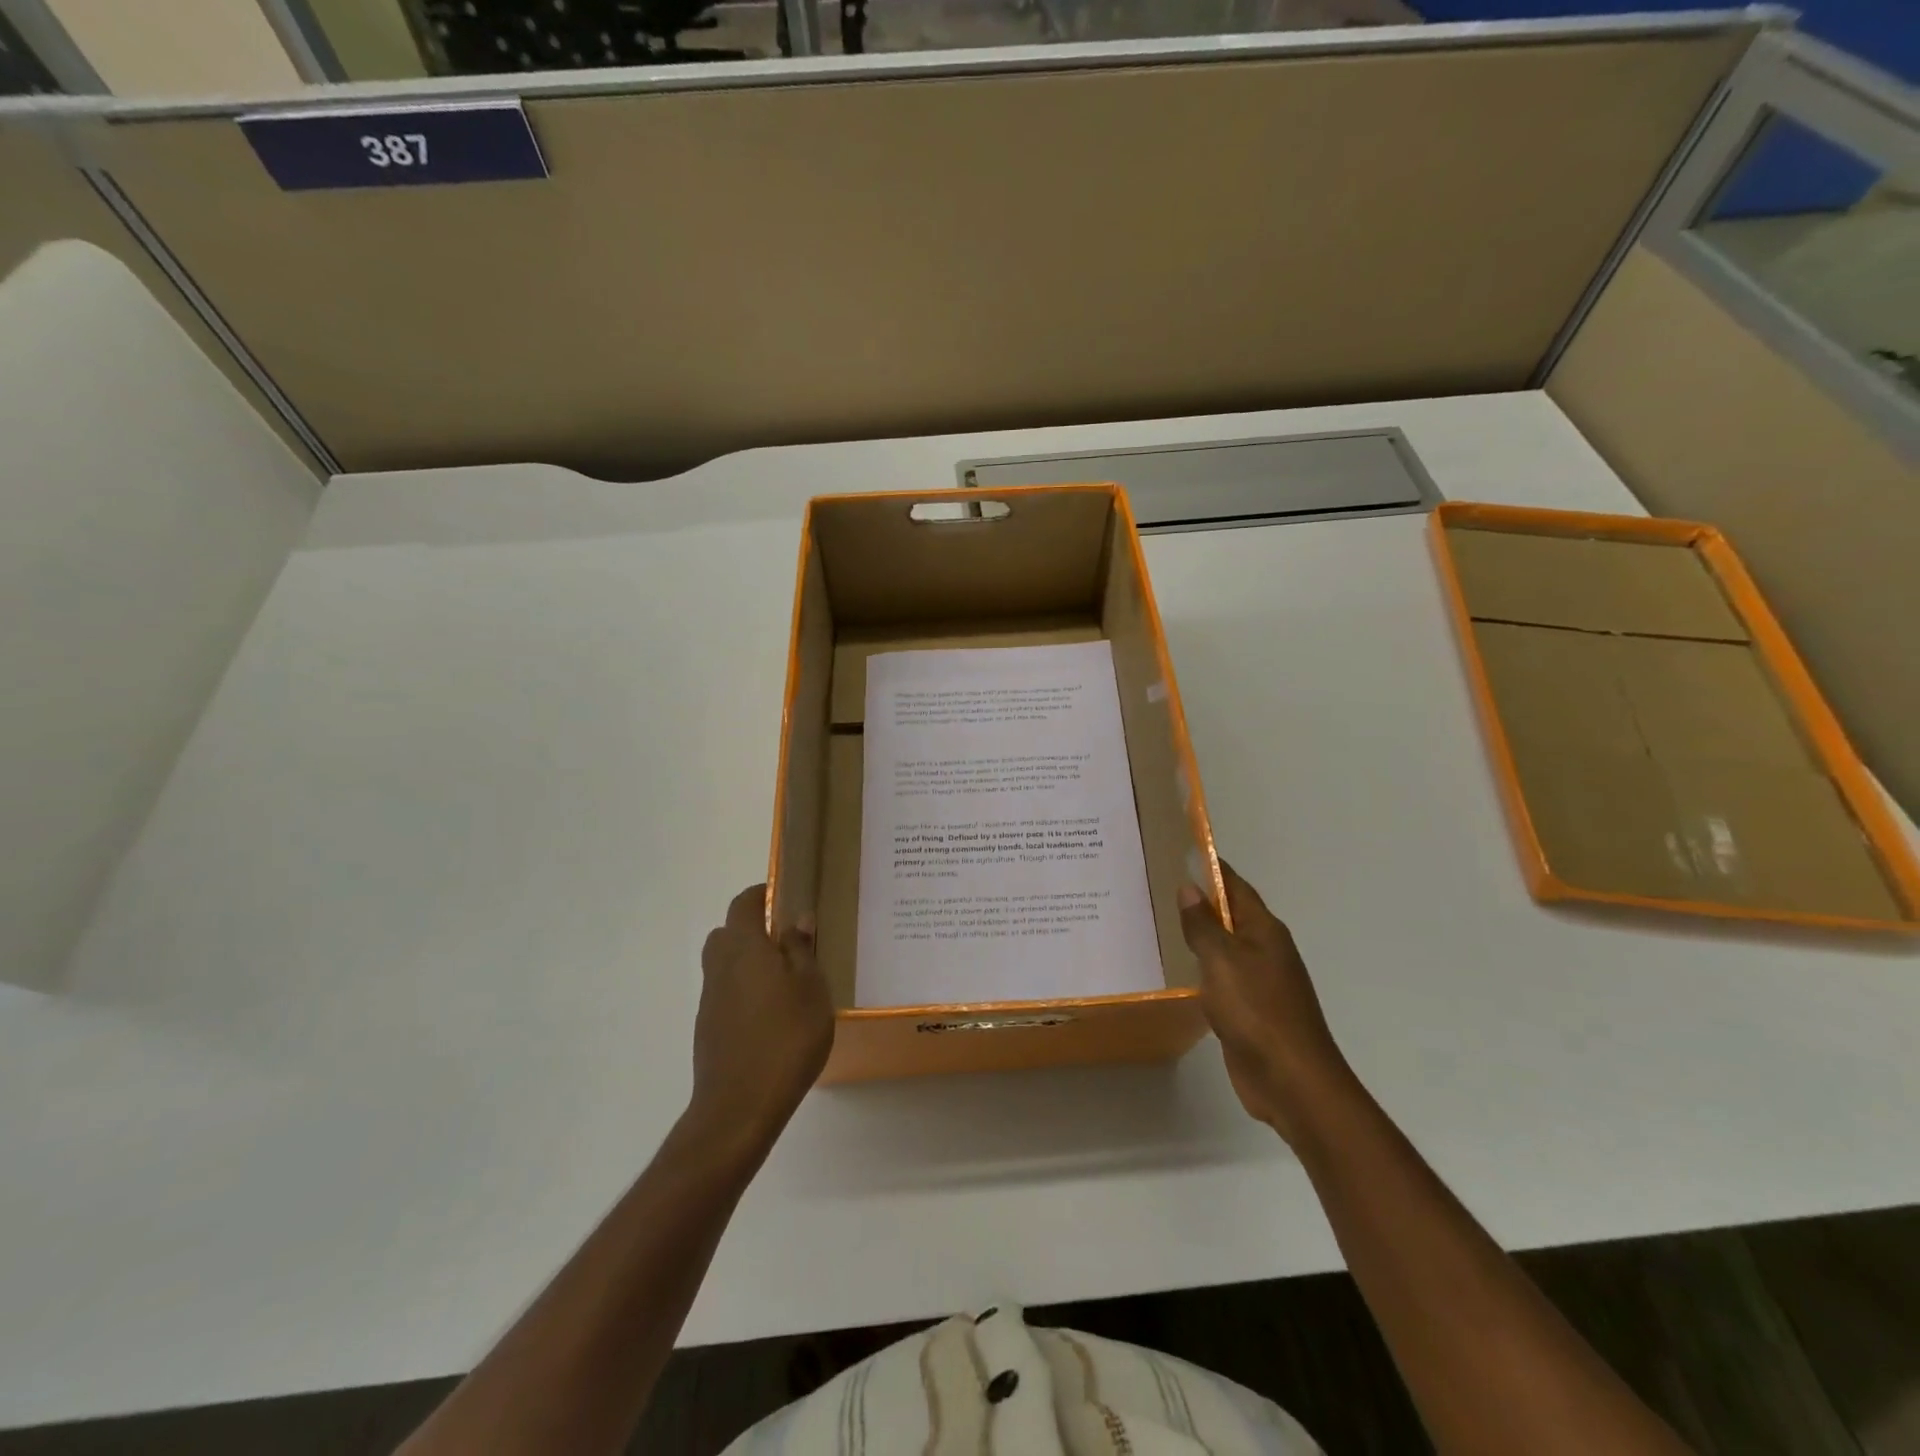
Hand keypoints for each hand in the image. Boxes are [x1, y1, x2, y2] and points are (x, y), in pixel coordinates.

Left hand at [690, 885, 834, 1155]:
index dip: (761, 894)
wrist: (739, 1107)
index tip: (784, 897)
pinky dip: (744, 992)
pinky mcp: (708, 1029)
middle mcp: (720, 967)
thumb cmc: (785, 1039)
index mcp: (744, 948)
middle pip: (727, 933)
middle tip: (788, 942)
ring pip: (725, 964)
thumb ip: (801, 950)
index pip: (744, 904)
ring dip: (748, 962)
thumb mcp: (811, 989)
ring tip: (785, 981)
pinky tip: (772, 1016)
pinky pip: (726, 994)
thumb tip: (796, 919)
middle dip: (752, 929)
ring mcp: (710, 999)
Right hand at [1178, 864, 1353, 1143]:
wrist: (1291, 1080)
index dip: (1212, 869)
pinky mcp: (1251, 1011)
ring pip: (1226, 948)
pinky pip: (1222, 978)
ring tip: (1162, 924)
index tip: (1183, 852)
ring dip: (1200, 936)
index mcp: (1264, 931)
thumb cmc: (1257, 1010)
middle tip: (1158, 887)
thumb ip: (1203, 925)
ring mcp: (1261, 982)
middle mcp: (1266, 950)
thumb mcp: (1222, 960)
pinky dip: (1203, 969)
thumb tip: (1190, 888)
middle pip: (1231, 916)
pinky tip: (1180, 971)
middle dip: (1201, 902)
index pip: (1236, 887)